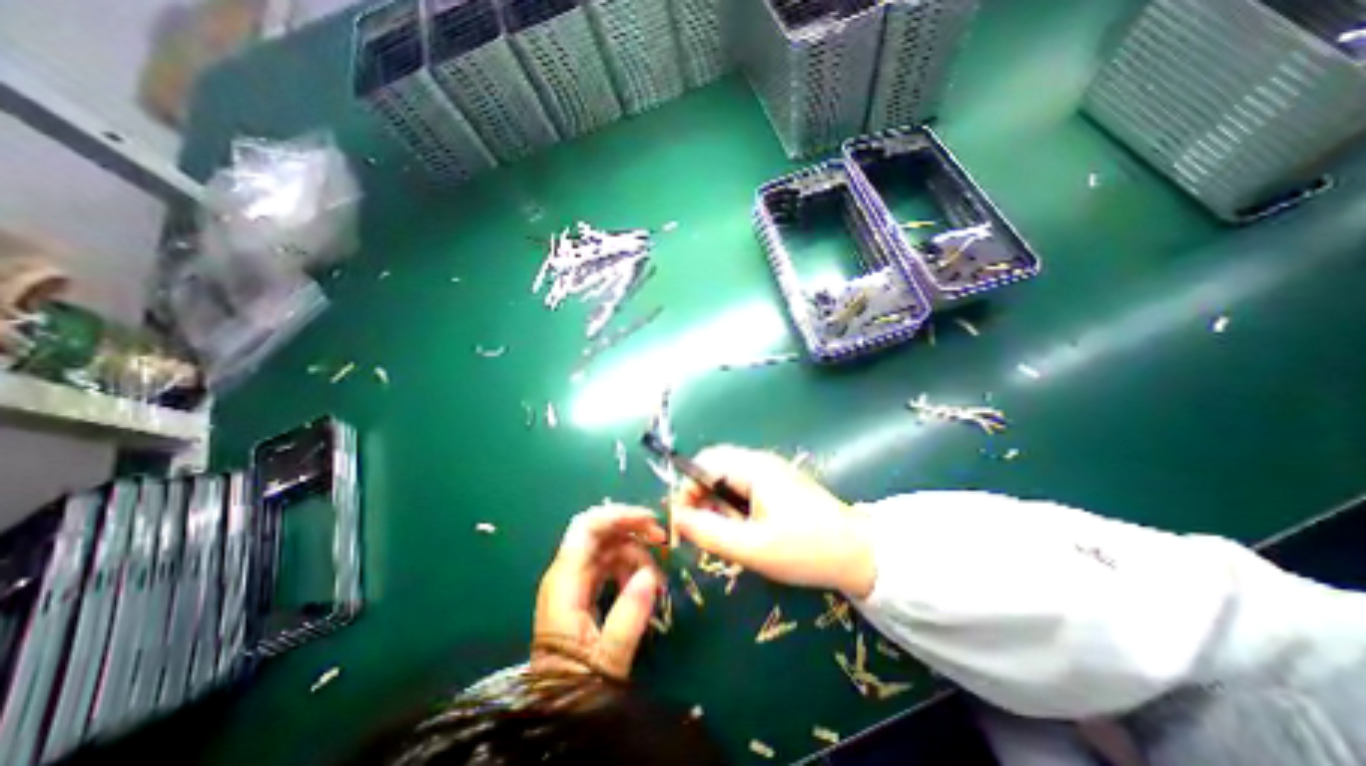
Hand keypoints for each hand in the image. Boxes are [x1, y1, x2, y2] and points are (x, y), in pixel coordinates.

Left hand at [529, 504, 663, 678]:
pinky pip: (608, 564)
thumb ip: (629, 616)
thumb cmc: (576, 687)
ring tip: (657, 578)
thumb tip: (651, 574)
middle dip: (632, 528)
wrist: (555, 710)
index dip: (618, 515)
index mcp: (565, 582)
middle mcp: (566, 573)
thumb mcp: (607, 659)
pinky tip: (642, 585)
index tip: (651, 521)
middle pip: (598, 530)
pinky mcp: (582, 590)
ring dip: (635, 552)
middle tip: (661, 539)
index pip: (587, 527)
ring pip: (607, 546)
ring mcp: (574, 580)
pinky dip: (629, 567)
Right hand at [671, 442, 873, 598]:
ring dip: (717, 503)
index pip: (704, 462)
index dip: (686, 488)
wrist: (859, 554)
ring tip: (725, 534)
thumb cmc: (806, 549)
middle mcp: (759, 461)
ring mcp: (771, 471)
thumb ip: (709, 532)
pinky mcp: (778, 484)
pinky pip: (743, 486)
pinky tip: (743, 529)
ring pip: (727, 478)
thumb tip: (675, 518)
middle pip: (714, 467)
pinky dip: (733, 505)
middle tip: (702, 530)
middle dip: (700, 496)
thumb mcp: (752, 547)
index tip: (682, 522)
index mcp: (753, 467)